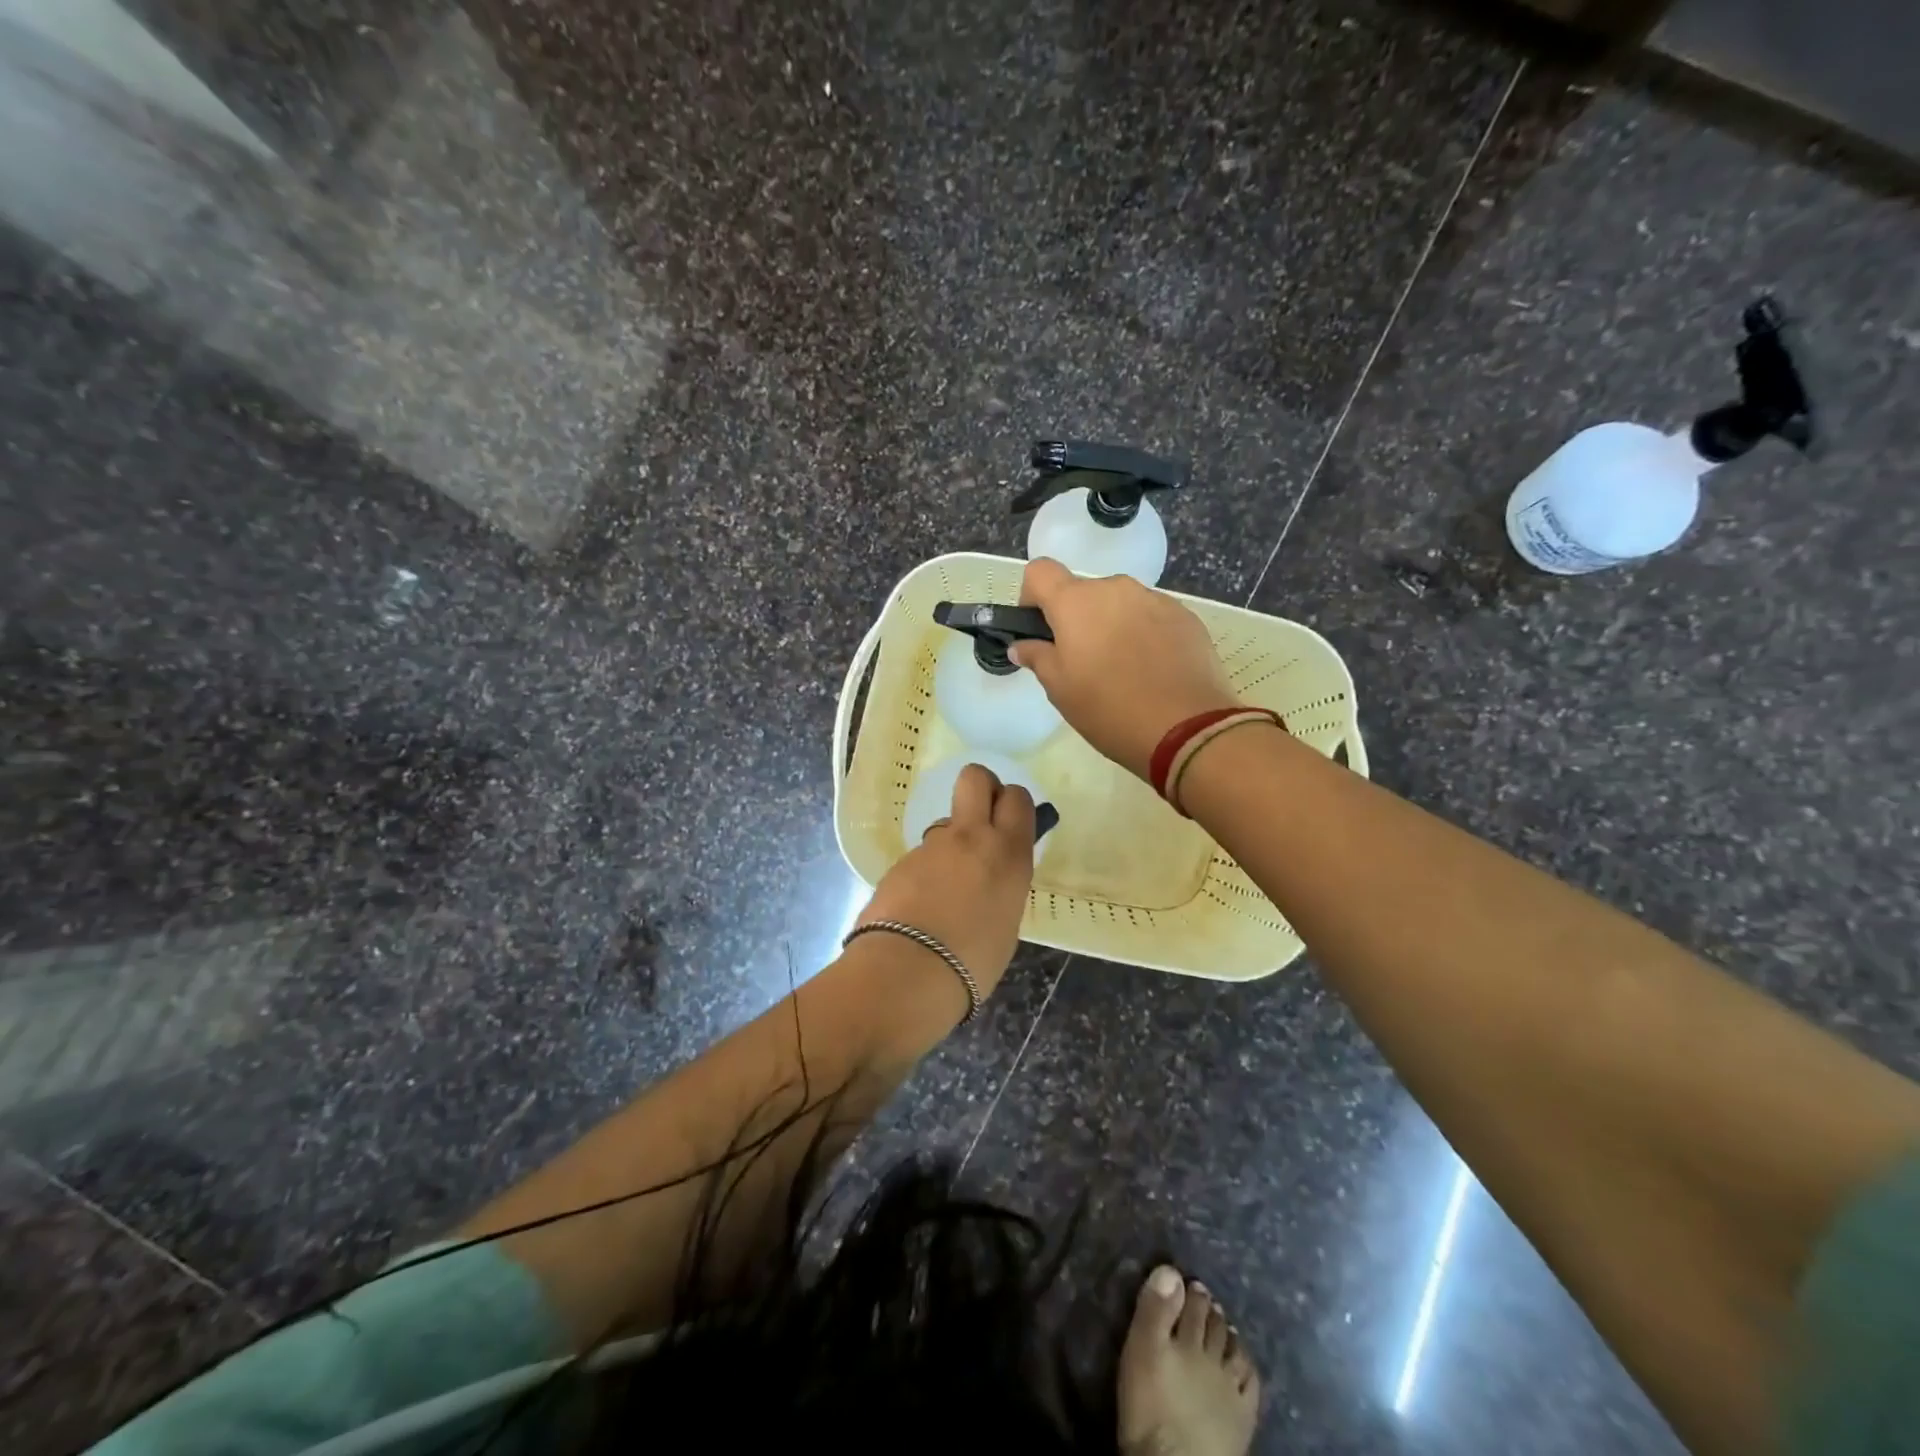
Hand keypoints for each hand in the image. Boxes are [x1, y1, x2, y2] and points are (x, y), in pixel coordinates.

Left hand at [856, 764, 1034, 996]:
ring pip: (945, 824)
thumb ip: (1002, 887)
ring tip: (945, 891)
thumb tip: (989, 880)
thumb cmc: (974, 961)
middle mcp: (971, 838)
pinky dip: (924, 874)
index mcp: (1008, 854)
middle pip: (975, 778)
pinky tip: (920, 908)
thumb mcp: (1007, 923)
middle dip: (981, 786)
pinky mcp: (900, 862)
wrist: (908, 972)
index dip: (1012, 803)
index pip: (1017, 799)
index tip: (1009, 821)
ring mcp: (931, 847)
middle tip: (982, 818)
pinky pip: (921, 857)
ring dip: (949, 844)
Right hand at [1008, 558, 1238, 780]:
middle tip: (1083, 663)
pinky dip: (1144, 635)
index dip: (1032, 597)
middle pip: (1083, 592)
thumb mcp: (1060, 690)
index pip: (1040, 572)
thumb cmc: (1109, 709)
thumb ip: (1037, 657)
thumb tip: (1022, 644)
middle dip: (1077, 619)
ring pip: (1120, 604)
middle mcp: (1116, 588)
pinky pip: (1152, 617)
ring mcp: (1155, 599)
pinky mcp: (1185, 617)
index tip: (1040, 630)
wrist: (1187, 729)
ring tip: (1123, 671)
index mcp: (1076, 602)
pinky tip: (1153, 671)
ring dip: (1112, 626)